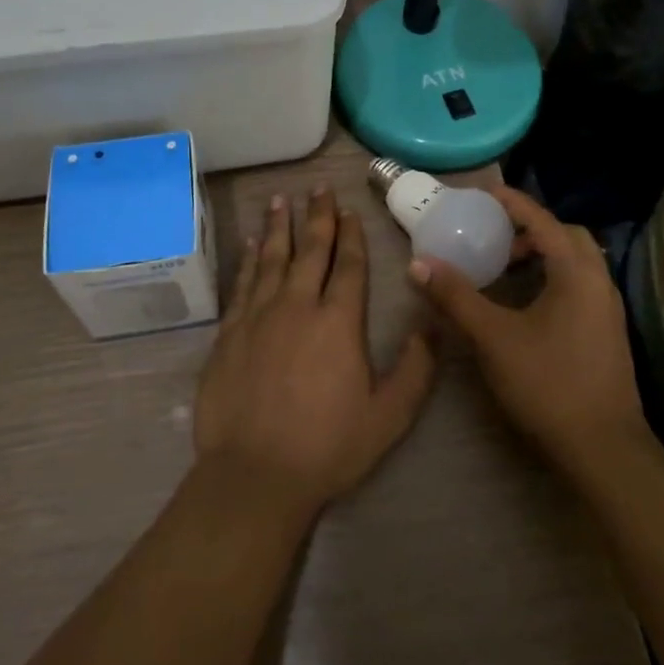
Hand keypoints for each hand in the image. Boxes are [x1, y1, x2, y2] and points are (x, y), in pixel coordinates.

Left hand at [194, 188, 436, 520]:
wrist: (254, 475)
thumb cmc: (328, 447)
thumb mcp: (389, 416)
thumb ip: (416, 368)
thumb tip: (434, 323)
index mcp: (338, 321)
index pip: (347, 265)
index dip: (351, 235)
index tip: (349, 210)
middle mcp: (297, 305)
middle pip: (309, 250)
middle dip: (317, 217)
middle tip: (318, 189)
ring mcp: (259, 316)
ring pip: (271, 258)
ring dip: (278, 227)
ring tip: (281, 200)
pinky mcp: (229, 332)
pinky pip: (242, 284)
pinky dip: (247, 259)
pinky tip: (249, 243)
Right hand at [409, 187, 645, 475]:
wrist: (604, 450)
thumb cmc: (548, 384)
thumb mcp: (493, 338)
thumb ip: (456, 297)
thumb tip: (418, 264)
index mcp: (576, 272)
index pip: (542, 220)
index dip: (512, 202)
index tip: (483, 192)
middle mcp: (599, 281)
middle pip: (566, 235)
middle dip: (530, 228)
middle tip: (494, 235)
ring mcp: (608, 308)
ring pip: (576, 261)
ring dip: (543, 253)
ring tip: (505, 266)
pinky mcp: (607, 332)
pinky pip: (580, 284)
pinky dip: (553, 276)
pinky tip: (526, 302)